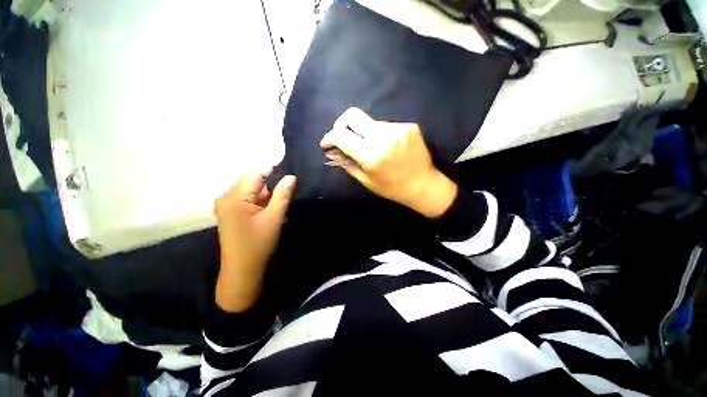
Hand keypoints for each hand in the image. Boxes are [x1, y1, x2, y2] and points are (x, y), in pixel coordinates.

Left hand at [214, 171, 296, 311]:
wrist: (242, 269)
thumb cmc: (258, 243)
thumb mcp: (274, 218)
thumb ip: (283, 195)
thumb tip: (291, 177)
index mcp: (234, 196)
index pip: (256, 174)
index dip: (273, 171)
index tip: (289, 175)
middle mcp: (226, 197)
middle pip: (253, 182)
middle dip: (271, 187)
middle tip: (286, 196)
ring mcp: (226, 205)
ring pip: (252, 191)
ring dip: (267, 197)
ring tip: (278, 208)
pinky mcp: (230, 212)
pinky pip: (247, 200)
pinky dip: (261, 203)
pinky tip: (270, 213)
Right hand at [320, 108, 456, 218]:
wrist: (424, 185)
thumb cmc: (392, 188)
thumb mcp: (367, 180)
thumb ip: (348, 164)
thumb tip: (333, 153)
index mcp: (371, 155)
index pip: (341, 136)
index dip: (329, 137)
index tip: (326, 143)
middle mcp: (384, 137)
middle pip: (353, 115)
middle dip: (341, 124)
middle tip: (342, 136)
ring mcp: (398, 129)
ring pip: (371, 123)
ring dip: (365, 133)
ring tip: (371, 147)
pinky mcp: (409, 126)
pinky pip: (386, 126)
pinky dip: (381, 134)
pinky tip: (387, 146)